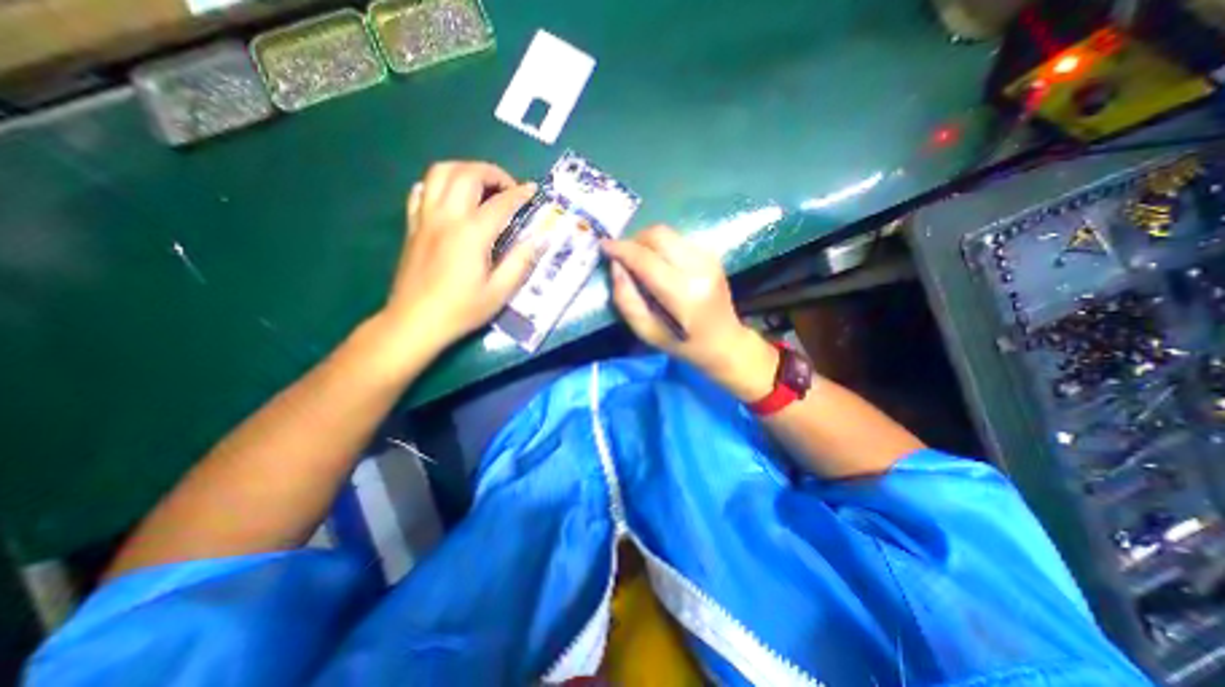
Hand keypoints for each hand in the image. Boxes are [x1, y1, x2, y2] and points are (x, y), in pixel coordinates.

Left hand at [382, 160, 537, 350]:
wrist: (415, 322)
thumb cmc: (462, 309)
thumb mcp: (500, 291)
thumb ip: (521, 261)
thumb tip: (540, 238)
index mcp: (472, 233)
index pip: (501, 202)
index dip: (520, 194)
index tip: (534, 191)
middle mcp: (447, 217)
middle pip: (467, 174)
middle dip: (492, 173)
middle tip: (508, 188)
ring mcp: (425, 218)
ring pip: (440, 172)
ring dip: (465, 170)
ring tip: (482, 186)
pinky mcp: (412, 225)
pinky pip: (421, 190)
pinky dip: (438, 184)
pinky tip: (451, 197)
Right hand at [603, 227, 774, 402]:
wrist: (725, 342)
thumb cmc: (683, 344)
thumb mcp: (647, 332)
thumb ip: (626, 300)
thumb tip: (616, 266)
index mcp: (684, 294)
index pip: (646, 260)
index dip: (621, 249)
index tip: (603, 246)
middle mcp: (699, 269)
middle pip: (658, 235)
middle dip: (633, 240)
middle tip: (622, 255)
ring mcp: (709, 259)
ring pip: (668, 233)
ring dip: (646, 242)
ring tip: (638, 260)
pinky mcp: (712, 255)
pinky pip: (678, 239)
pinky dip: (661, 246)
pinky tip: (658, 263)